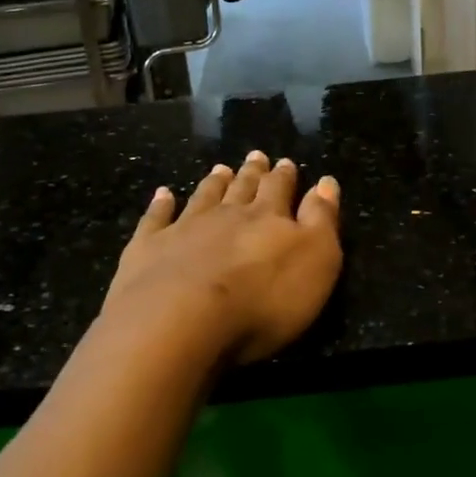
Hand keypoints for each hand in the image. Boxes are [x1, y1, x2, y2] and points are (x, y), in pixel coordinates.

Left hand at [101, 151, 342, 365]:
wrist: (180, 319)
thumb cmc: (262, 299)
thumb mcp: (315, 261)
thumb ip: (321, 220)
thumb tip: (326, 182)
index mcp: (268, 218)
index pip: (280, 190)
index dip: (285, 176)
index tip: (286, 162)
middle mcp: (226, 215)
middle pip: (242, 188)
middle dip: (252, 173)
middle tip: (256, 156)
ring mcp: (184, 229)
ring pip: (203, 198)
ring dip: (214, 183)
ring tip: (220, 169)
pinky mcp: (148, 249)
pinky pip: (156, 219)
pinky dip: (160, 205)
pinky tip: (163, 194)